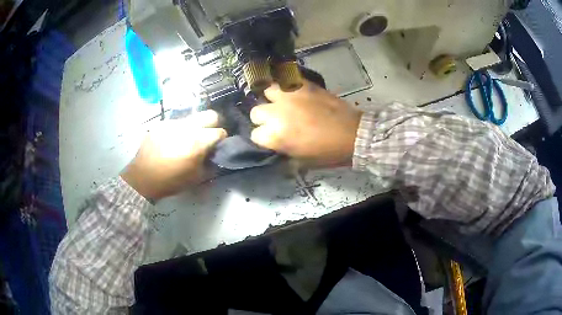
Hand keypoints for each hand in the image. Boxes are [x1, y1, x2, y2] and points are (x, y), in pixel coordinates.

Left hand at [121, 110, 226, 200]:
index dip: (221, 140)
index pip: (220, 132)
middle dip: (214, 124)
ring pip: (192, 118)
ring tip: (186, 141)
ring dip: (195, 128)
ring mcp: (173, 122)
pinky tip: (171, 142)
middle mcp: (188, 127)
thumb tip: (215, 156)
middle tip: (208, 137)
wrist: (142, 177)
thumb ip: (210, 165)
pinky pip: (176, 123)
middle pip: (210, 115)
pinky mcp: (161, 123)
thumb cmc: (170, 181)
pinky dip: (179, 130)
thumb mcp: (196, 178)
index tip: (217, 147)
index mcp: (198, 141)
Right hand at [250, 81, 361, 167]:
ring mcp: (289, 96)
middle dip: (264, 118)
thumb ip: (283, 152)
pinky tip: (291, 91)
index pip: (255, 135)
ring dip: (272, 98)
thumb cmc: (328, 152)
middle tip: (278, 120)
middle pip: (256, 112)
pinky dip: (285, 85)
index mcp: (276, 135)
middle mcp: (277, 113)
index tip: (273, 138)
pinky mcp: (303, 85)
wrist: (353, 134)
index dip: (264, 138)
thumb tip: (276, 146)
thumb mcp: (302, 162)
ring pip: (267, 91)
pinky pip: (286, 80)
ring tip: (282, 103)